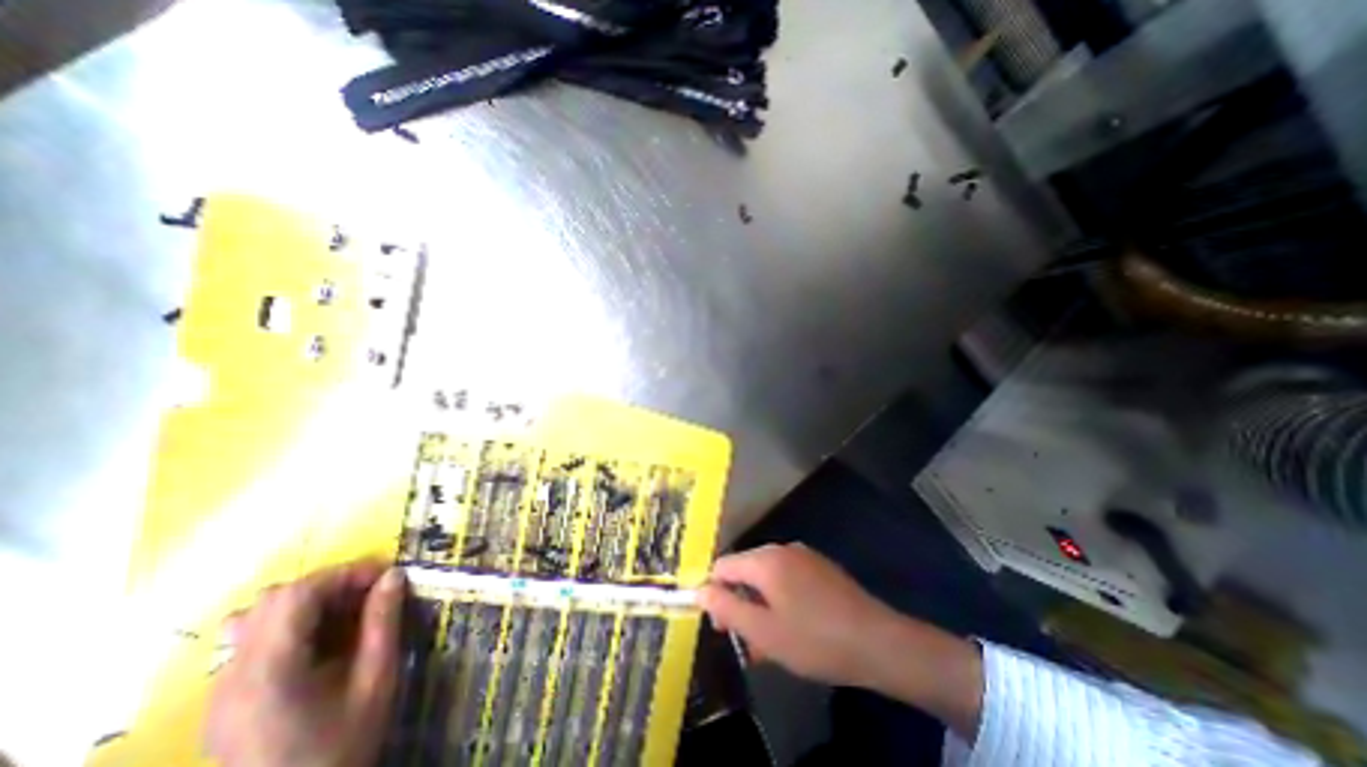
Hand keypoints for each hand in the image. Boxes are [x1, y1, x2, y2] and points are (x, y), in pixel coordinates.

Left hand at [202, 562, 403, 765]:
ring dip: (307, 602)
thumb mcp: (376, 680)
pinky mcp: (222, 701)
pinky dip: (289, 625)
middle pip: (273, 600)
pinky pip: (250, 641)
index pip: (297, 595)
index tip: (385, 575)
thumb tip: (394, 575)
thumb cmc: (343, 746)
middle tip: (368, 593)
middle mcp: (232, 676)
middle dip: (328, 585)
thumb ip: (383, 623)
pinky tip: (317, 642)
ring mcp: (220, 691)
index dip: (345, 574)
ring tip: (345, 614)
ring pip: (256, 617)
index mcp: (269, 672)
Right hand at [697, 542, 905, 684]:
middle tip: (744, 639)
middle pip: (745, 570)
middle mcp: (782, 549)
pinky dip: (779, 600)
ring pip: (767, 577)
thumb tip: (699, 590)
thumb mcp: (764, 632)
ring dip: (759, 605)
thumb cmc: (815, 640)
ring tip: (768, 643)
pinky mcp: (819, 567)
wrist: (879, 642)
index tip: (719, 625)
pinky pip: (787, 579)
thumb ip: (726, 608)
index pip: (723, 565)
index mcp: (765, 560)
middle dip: (738, 602)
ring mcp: (803, 556)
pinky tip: (790, 628)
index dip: (713, 592)